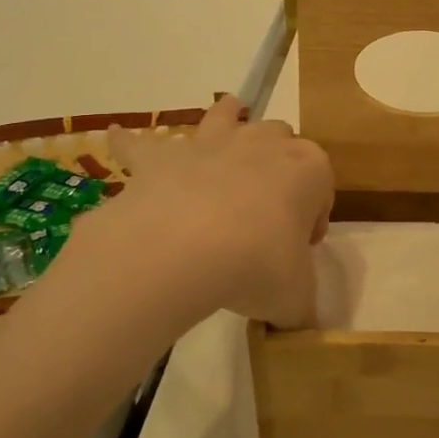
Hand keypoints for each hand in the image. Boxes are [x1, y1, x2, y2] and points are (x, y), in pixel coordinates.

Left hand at [95, 96, 333, 328]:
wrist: (186, 248)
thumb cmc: (258, 265)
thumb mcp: (295, 298)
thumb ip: (300, 306)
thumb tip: (294, 320)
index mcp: (309, 170)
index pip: (321, 185)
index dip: (314, 217)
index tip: (301, 248)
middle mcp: (263, 145)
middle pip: (281, 139)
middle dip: (279, 162)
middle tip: (267, 208)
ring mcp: (211, 145)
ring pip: (226, 117)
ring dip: (228, 118)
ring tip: (226, 120)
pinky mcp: (162, 158)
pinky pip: (142, 143)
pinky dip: (131, 142)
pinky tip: (117, 137)